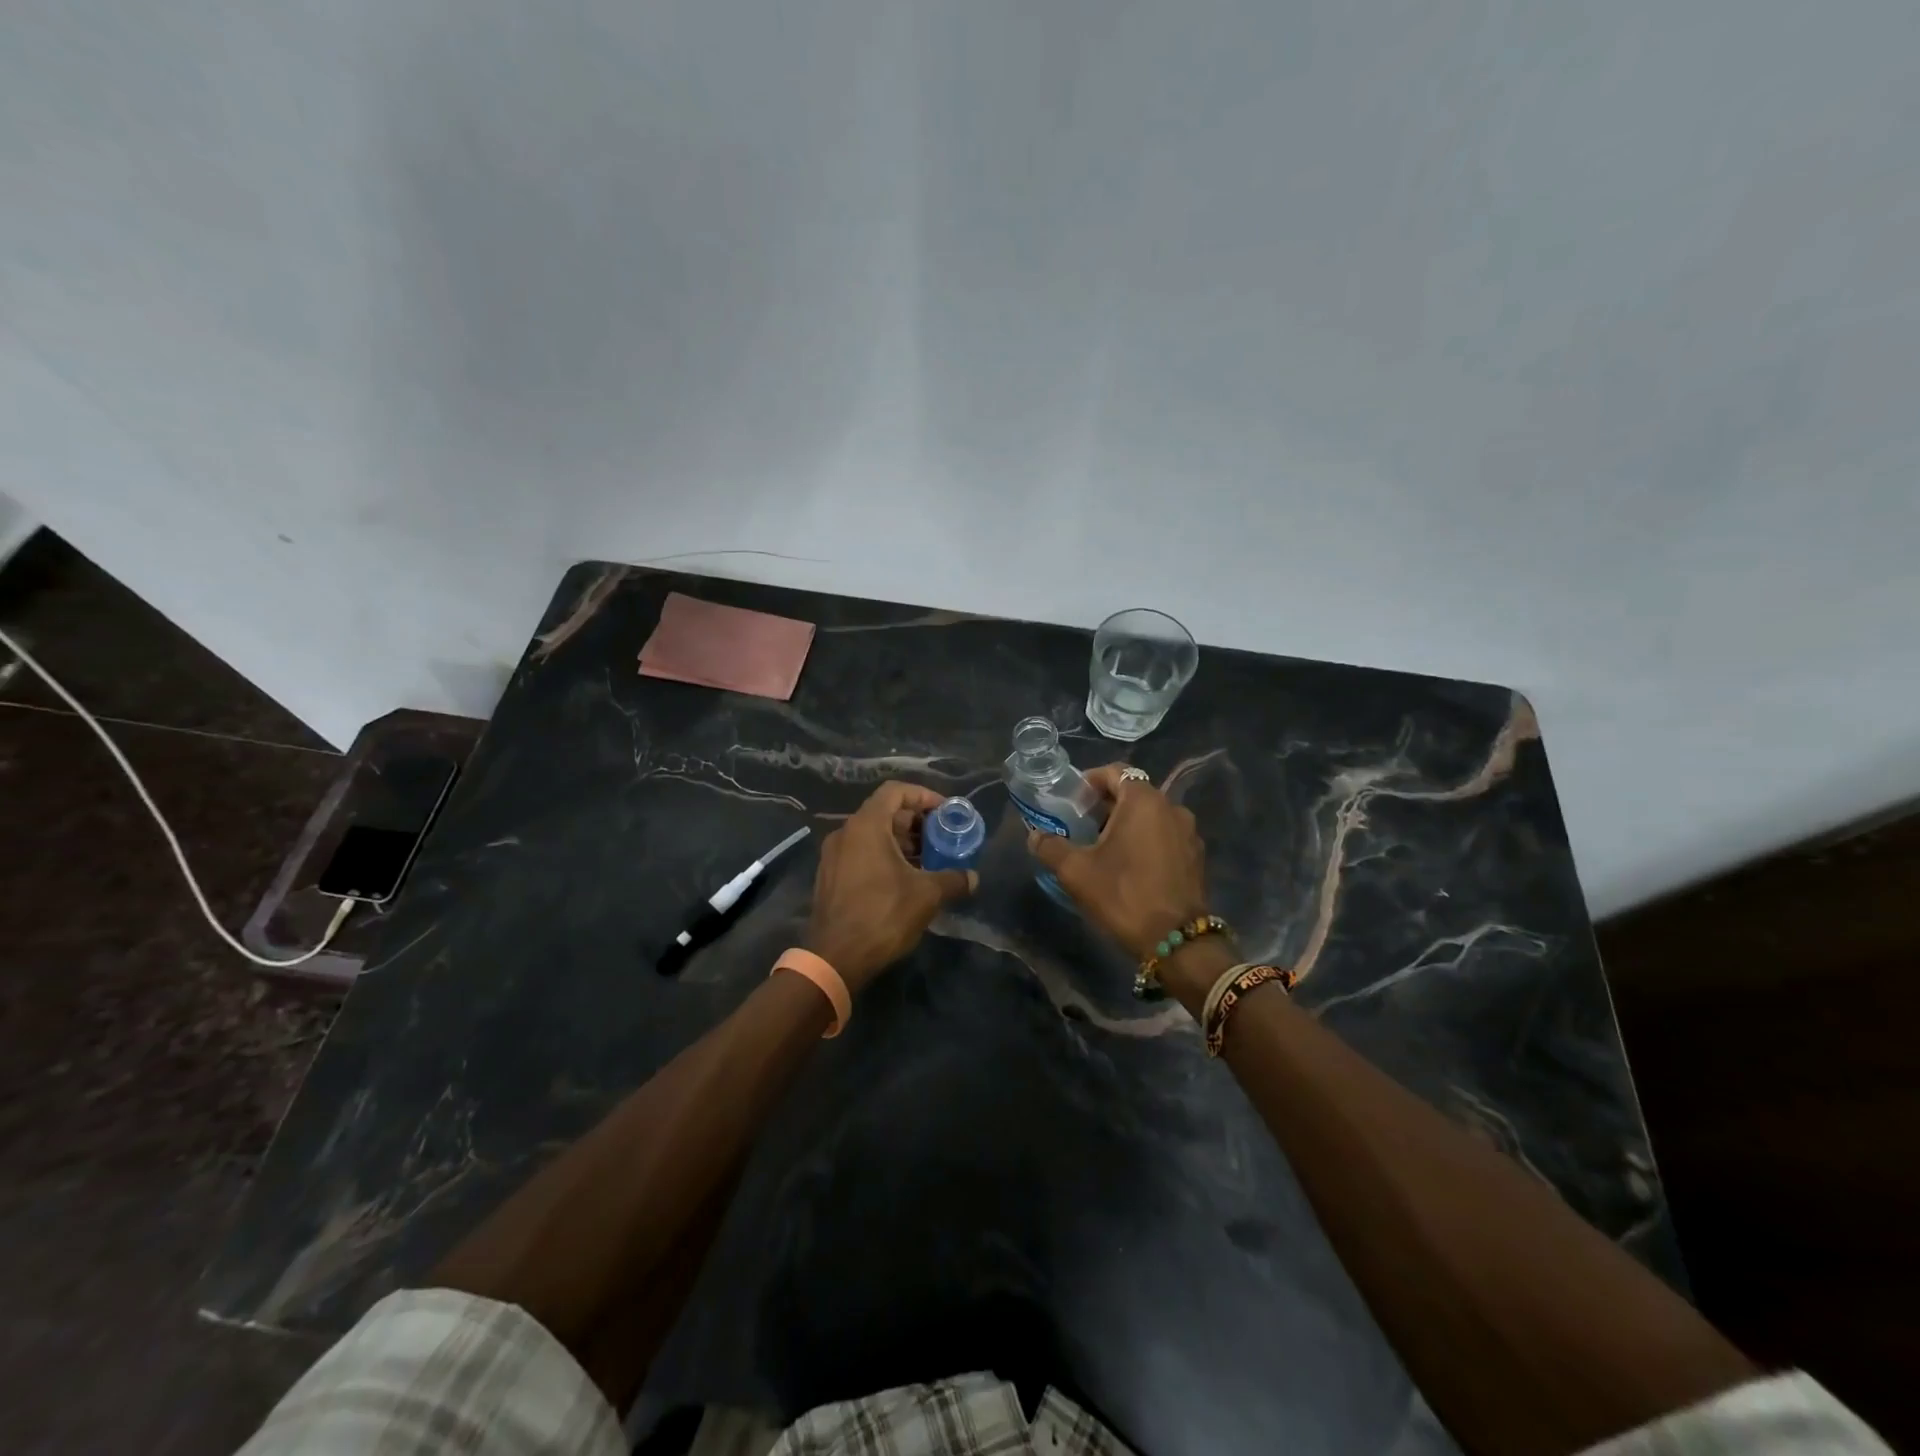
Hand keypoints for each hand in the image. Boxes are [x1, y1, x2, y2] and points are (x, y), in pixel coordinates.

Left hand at [805, 782, 977, 991]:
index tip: (945, 811)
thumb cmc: (882, 915)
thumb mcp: (926, 895)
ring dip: (901, 842)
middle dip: (915, 822)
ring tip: (928, 861)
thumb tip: (973, 878)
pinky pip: (861, 853)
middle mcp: (845, 833)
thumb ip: (953, 880)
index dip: (923, 795)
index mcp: (866, 826)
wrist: (835, 958)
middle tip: (941, 838)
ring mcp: (833, 856)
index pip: (895, 791)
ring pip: (872, 835)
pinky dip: (884, 856)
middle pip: (884, 812)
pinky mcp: (830, 877)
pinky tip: (905, 880)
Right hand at [1026, 765, 1209, 960]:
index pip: (1115, 772)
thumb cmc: (1123, 895)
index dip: (1089, 782)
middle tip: (1081, 826)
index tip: (1071, 803)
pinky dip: (1146, 840)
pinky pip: (1165, 835)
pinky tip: (1130, 866)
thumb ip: (1050, 847)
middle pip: (1133, 792)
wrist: (1177, 941)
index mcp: (1144, 800)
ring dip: (1126, 824)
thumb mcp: (1076, 871)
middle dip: (1105, 805)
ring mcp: (1188, 832)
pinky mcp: (1196, 856)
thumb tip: (1034, 836)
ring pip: (1150, 816)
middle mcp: (1171, 807)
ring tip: (1103, 848)